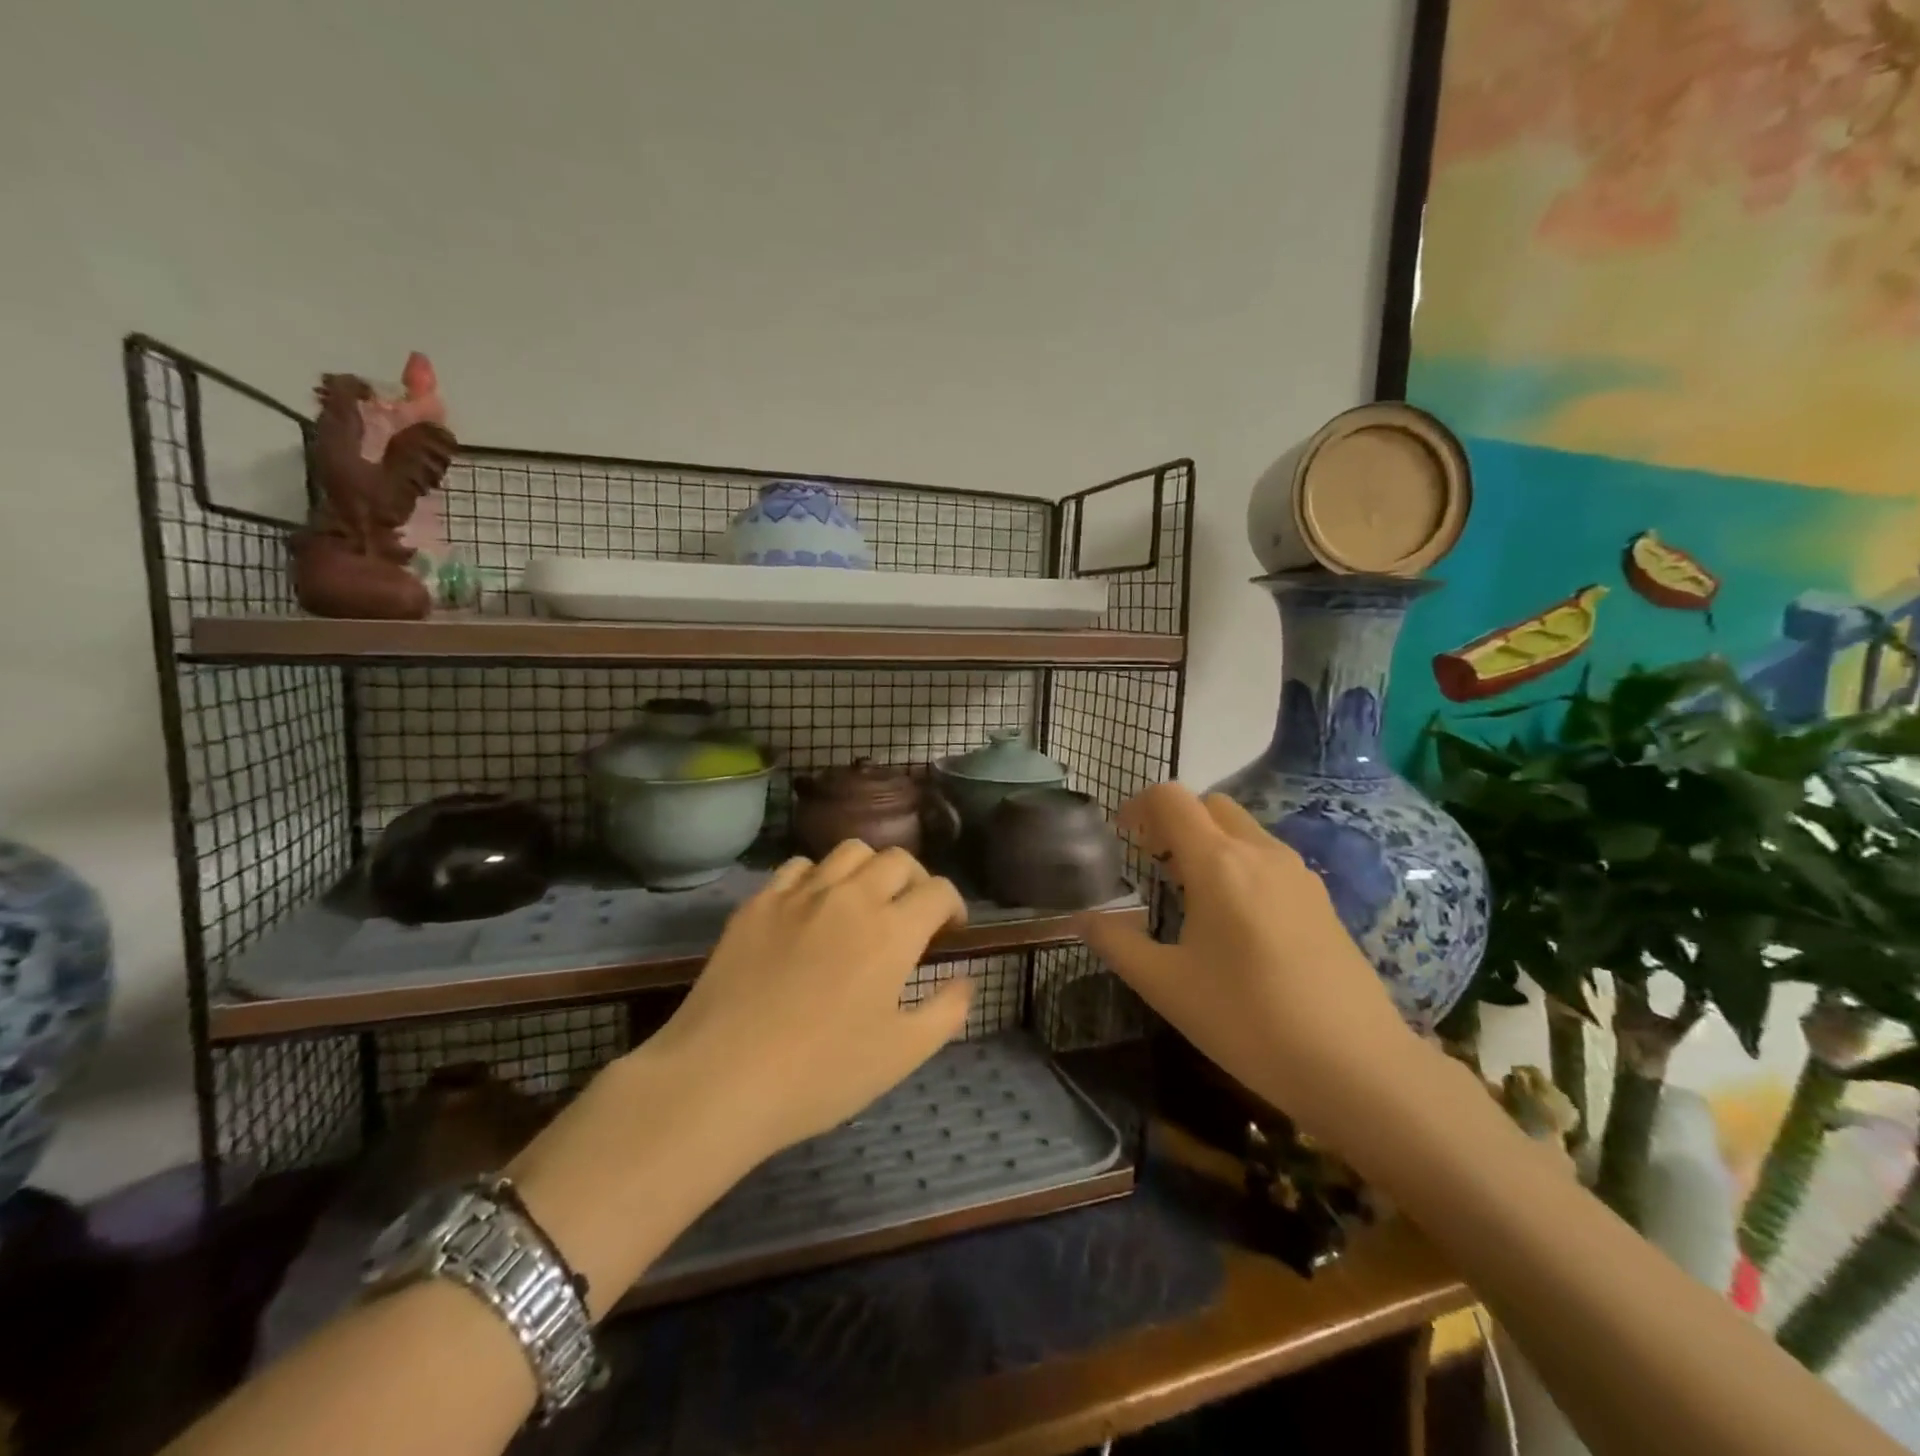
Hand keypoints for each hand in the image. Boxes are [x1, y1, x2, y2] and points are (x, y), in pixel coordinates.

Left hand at [650, 840, 973, 1157]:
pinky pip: (798, 868)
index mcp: (892, 930)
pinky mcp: (757, 903)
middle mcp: (850, 897)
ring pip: (848, 851)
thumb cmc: (821, 1074)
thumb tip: (966, 979)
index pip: (938, 890)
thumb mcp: (902, 1054)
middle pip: (897, 859)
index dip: (953, 906)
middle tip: (910, 914)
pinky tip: (812, 910)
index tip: (949, 931)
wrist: (721, 1078)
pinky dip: (818, 878)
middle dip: (915, 881)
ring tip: (864, 903)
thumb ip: (947, 1011)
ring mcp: (799, 894)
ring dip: (869, 870)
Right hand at [1077, 784, 1417, 1138]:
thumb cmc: (1249, 1021)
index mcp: (1219, 863)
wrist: (1358, 1066)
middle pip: (1210, 804)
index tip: (1121, 837)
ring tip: (1189, 892)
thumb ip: (1116, 944)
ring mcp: (1298, 873)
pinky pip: (1268, 857)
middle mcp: (1260, 853)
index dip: (1138, 805)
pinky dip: (1239, 862)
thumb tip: (1082, 919)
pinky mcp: (1321, 898)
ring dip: (1208, 841)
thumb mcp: (1166, 986)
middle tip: (1152, 861)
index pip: (1171, 799)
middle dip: (1174, 820)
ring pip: (1243, 829)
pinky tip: (1235, 920)